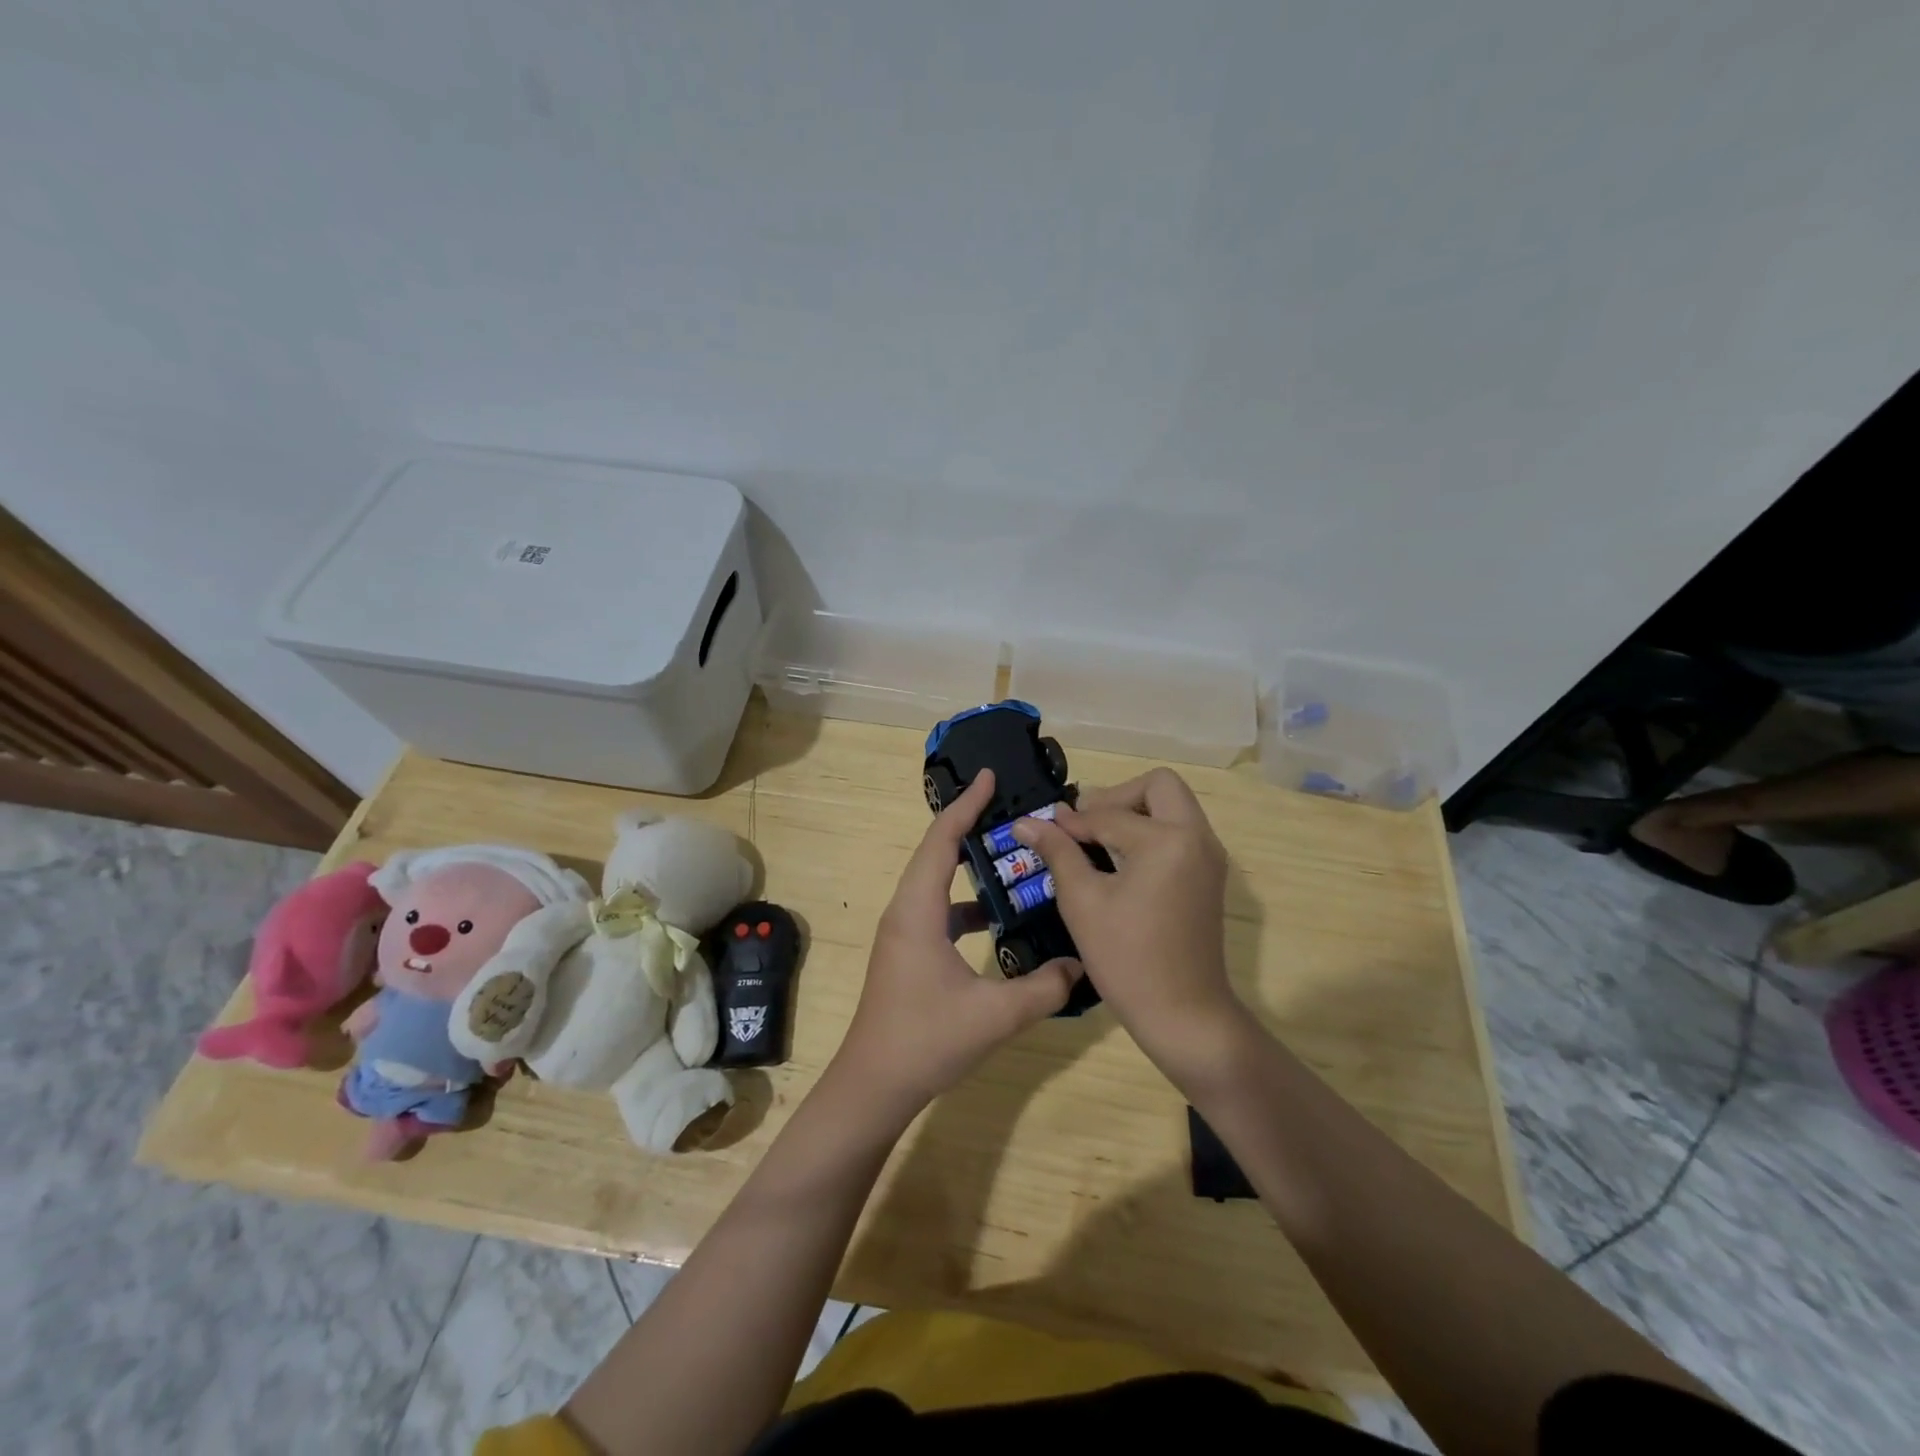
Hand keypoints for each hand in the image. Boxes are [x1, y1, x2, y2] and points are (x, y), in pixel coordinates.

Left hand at [832, 769, 1083, 1115]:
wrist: (873, 1085)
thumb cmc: (925, 1040)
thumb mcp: (994, 1015)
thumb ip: (1043, 988)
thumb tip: (1081, 964)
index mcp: (918, 910)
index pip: (942, 840)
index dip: (966, 805)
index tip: (989, 776)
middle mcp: (905, 911)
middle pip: (936, 852)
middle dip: (970, 825)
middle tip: (1009, 808)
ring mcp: (904, 932)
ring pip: (937, 882)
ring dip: (969, 864)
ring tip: (1012, 855)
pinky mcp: (908, 952)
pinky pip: (938, 909)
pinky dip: (967, 902)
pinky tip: (998, 918)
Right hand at [1015, 768, 1243, 1083]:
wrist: (1184, 1015)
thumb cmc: (1127, 959)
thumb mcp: (1082, 902)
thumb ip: (1057, 852)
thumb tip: (1026, 822)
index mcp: (1167, 840)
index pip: (1109, 815)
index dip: (1072, 822)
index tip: (1043, 827)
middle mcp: (1197, 837)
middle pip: (1158, 786)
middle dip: (1117, 797)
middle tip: (1084, 825)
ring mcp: (1209, 856)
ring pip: (1173, 806)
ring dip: (1135, 811)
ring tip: (1097, 841)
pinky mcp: (1209, 875)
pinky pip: (1181, 831)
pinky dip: (1151, 831)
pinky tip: (1120, 860)